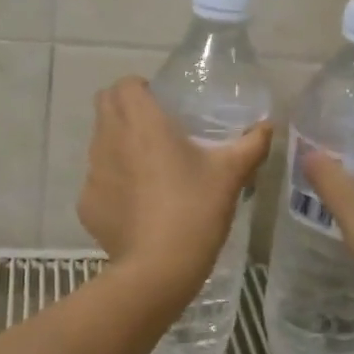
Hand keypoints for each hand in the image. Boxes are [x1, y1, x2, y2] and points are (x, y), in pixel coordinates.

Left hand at [78, 77, 271, 294]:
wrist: (158, 269)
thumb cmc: (195, 210)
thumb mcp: (230, 174)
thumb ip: (251, 144)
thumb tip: (266, 126)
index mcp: (141, 122)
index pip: (124, 84)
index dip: (140, 88)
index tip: (162, 105)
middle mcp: (108, 139)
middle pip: (104, 105)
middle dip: (124, 109)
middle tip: (155, 130)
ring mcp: (92, 173)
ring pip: (99, 142)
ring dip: (118, 145)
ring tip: (149, 170)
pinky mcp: (86, 203)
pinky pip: (98, 181)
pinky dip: (114, 184)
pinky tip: (138, 206)